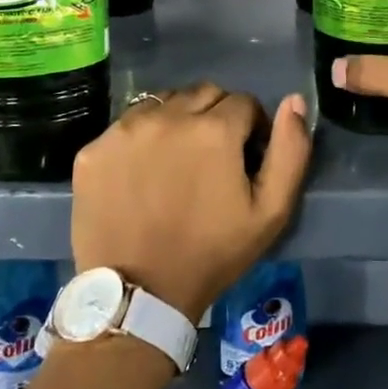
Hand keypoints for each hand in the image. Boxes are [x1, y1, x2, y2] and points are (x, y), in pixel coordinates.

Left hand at [70, 83, 310, 323]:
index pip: (244, 102)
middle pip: (204, 93)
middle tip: (212, 158)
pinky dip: (141, 139)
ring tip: (175, 163)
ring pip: (164, 102)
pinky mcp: (94, 148)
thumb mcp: (270, 212)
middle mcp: (168, 116)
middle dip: (216, 116)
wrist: (139, 295)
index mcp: (214, 129)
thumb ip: (291, 150)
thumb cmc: (212, 253)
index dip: (251, 128)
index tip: (245, 158)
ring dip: (177, 121)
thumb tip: (293, 101)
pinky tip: (142, 174)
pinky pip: (127, 125)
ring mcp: (125, 130)